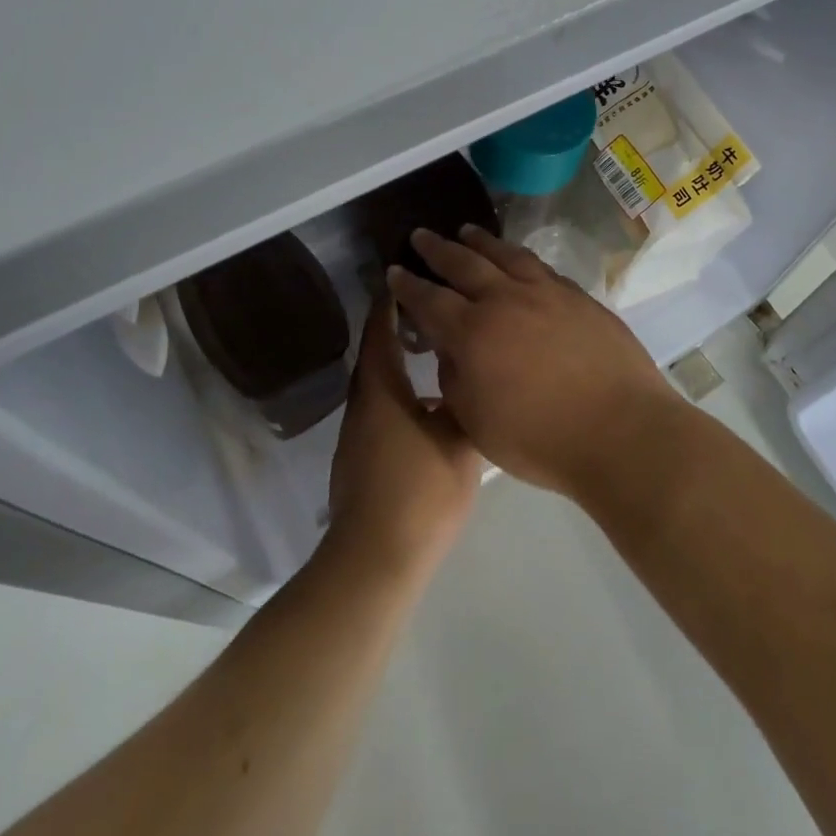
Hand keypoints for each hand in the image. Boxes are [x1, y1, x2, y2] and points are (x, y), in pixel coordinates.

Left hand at [326, 296, 480, 576]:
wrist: (377, 558)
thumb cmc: (421, 492)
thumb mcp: (460, 443)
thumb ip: (467, 405)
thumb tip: (476, 377)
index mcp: (382, 389)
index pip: (382, 330)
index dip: (393, 301)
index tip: (410, 277)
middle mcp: (364, 402)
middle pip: (378, 352)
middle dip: (400, 326)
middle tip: (435, 307)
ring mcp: (359, 431)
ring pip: (381, 382)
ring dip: (401, 360)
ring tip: (437, 348)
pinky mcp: (362, 455)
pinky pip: (382, 407)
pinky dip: (402, 391)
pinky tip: (430, 402)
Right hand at [385, 226, 686, 497]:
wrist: (621, 431)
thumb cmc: (540, 440)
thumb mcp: (477, 422)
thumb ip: (455, 378)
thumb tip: (451, 348)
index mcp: (473, 333)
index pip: (429, 299)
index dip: (408, 285)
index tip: (394, 270)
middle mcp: (506, 300)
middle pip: (464, 264)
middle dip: (438, 249)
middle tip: (421, 235)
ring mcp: (547, 293)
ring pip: (506, 255)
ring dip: (481, 241)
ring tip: (467, 231)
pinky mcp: (580, 297)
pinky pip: (541, 267)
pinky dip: (520, 258)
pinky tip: (518, 259)